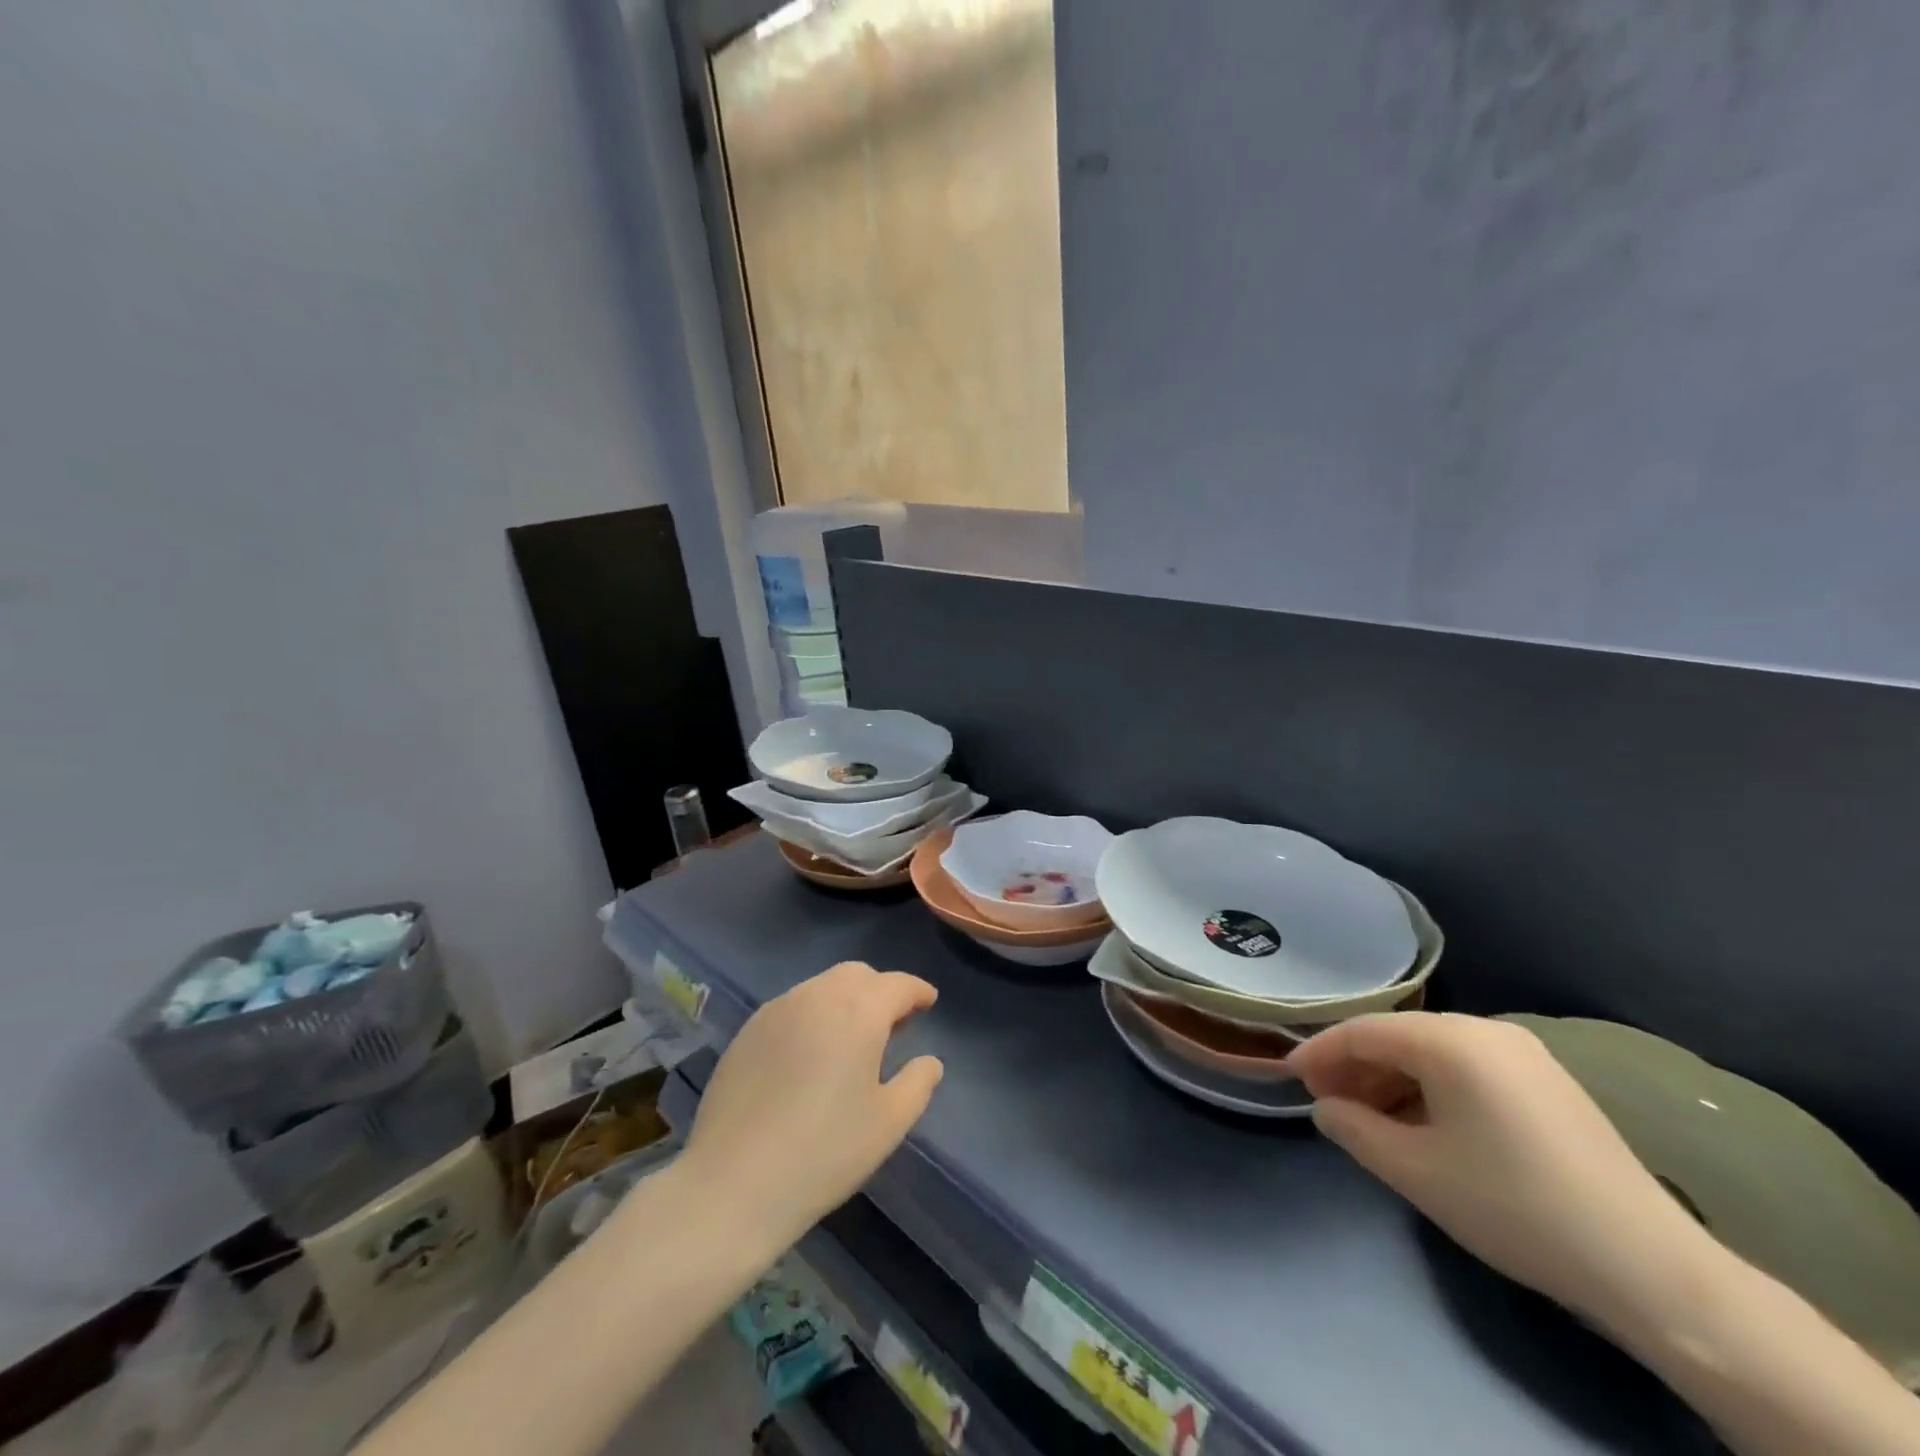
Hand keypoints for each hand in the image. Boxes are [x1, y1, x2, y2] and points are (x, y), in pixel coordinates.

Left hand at [678, 962, 943, 1244]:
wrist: (733, 1183)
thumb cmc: (824, 1152)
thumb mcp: (889, 1123)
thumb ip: (918, 1083)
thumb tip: (929, 1061)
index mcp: (858, 1011)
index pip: (897, 984)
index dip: (917, 991)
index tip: (928, 1002)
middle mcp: (817, 996)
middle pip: (857, 975)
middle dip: (880, 990)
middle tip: (892, 1023)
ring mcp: (776, 1010)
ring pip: (821, 986)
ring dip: (844, 1000)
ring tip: (850, 1039)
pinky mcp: (747, 1031)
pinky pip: (791, 1006)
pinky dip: (812, 1015)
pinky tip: (809, 1053)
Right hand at [1286, 1012, 1715, 1336]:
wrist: (1649, 1267)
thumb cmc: (1513, 1206)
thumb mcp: (1415, 1171)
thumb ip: (1354, 1129)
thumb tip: (1325, 1108)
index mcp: (1450, 1039)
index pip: (1363, 1032)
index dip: (1320, 1053)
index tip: (1290, 1078)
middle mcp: (1486, 1030)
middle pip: (1398, 1037)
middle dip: (1355, 1068)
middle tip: (1327, 1104)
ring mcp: (1523, 1054)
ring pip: (1433, 1054)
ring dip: (1392, 1080)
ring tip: (1368, 1119)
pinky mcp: (1548, 1082)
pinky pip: (1468, 1069)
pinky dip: (1431, 1088)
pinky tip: (1422, 1125)